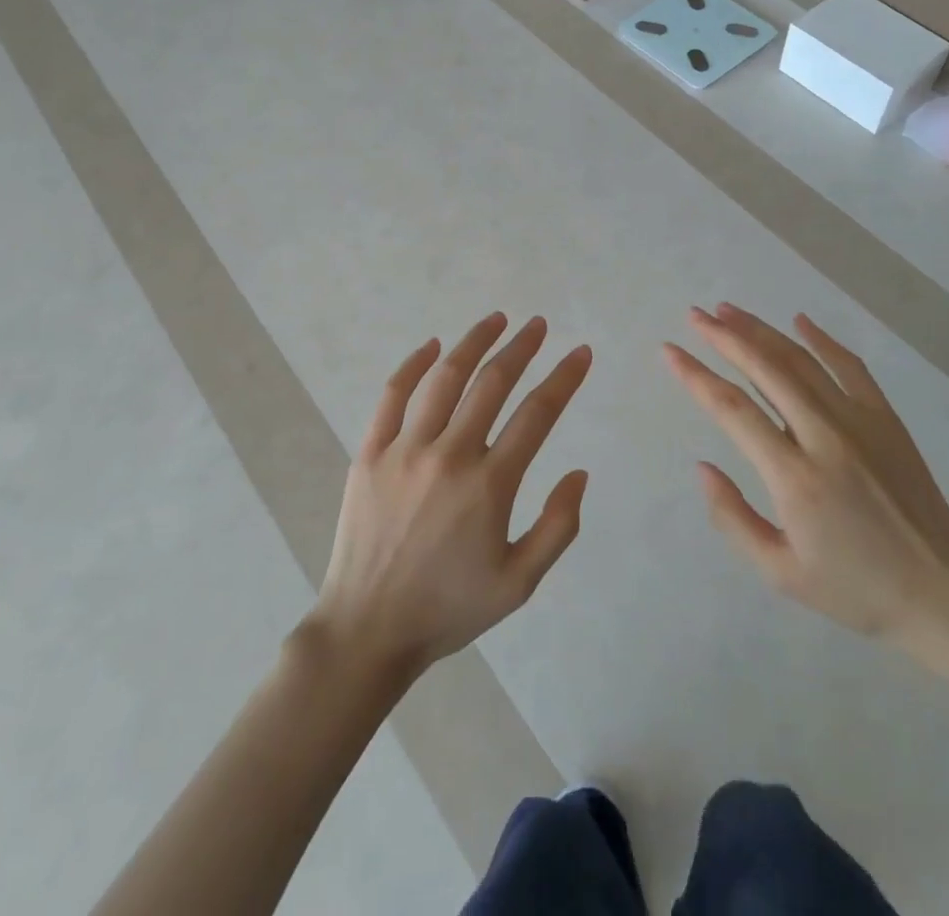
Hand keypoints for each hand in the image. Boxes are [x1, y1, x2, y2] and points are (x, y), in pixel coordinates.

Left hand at [311, 313, 591, 678]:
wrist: (367, 630)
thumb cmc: (449, 607)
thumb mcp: (519, 583)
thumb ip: (558, 527)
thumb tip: (578, 472)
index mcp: (489, 485)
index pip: (537, 414)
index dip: (564, 378)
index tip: (581, 353)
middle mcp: (449, 455)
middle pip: (492, 383)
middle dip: (522, 347)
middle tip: (538, 325)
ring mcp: (405, 449)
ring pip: (445, 377)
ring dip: (474, 342)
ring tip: (496, 320)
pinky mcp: (370, 452)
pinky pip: (393, 395)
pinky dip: (413, 365)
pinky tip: (432, 346)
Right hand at [663, 305, 948, 655]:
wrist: (943, 594)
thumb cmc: (855, 589)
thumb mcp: (780, 573)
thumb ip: (733, 518)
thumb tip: (703, 467)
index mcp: (795, 477)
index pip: (732, 409)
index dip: (695, 375)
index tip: (669, 352)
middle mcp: (825, 436)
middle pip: (765, 369)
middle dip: (724, 337)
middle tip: (694, 316)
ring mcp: (861, 422)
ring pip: (801, 360)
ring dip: (762, 331)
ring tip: (728, 310)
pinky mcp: (886, 419)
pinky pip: (850, 367)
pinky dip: (822, 340)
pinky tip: (798, 321)